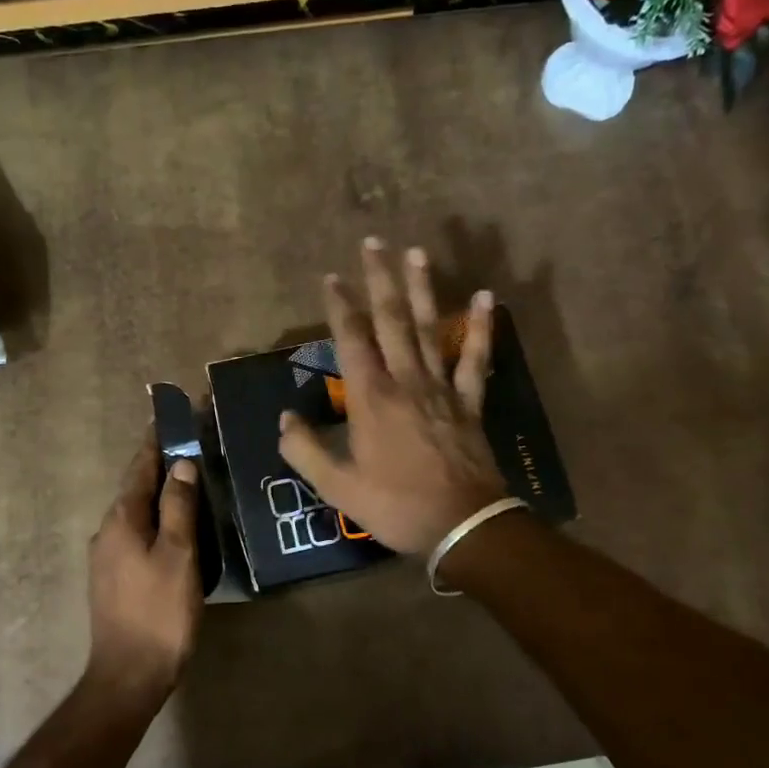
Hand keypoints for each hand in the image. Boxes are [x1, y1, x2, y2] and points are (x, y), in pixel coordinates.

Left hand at [87, 433, 202, 696]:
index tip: (169, 416)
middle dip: (158, 465)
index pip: (139, 467)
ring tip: (187, 483)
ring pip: (135, 513)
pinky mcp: (112, 578)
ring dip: (157, 494)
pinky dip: (154, 520)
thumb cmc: (159, 611)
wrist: (129, 674)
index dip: (156, 441)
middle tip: (189, 447)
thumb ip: (179, 507)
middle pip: (134, 488)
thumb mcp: (178, 555)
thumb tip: (181, 465)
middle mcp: (107, 531)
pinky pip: (135, 534)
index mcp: (122, 519)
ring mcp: (106, 556)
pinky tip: (174, 528)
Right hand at [279, 240, 506, 556]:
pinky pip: (475, 359)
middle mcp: (406, 381)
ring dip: (422, 289)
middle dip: (380, 280)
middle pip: (392, 321)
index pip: (351, 340)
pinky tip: (484, 297)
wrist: (462, 525)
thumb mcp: (337, 487)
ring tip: (416, 253)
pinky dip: (480, 328)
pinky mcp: (469, 402)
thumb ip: (305, 450)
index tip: (331, 277)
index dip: (340, 306)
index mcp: (371, 398)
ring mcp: (442, 388)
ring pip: (430, 329)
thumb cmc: (395, 505)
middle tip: (374, 242)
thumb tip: (285, 420)